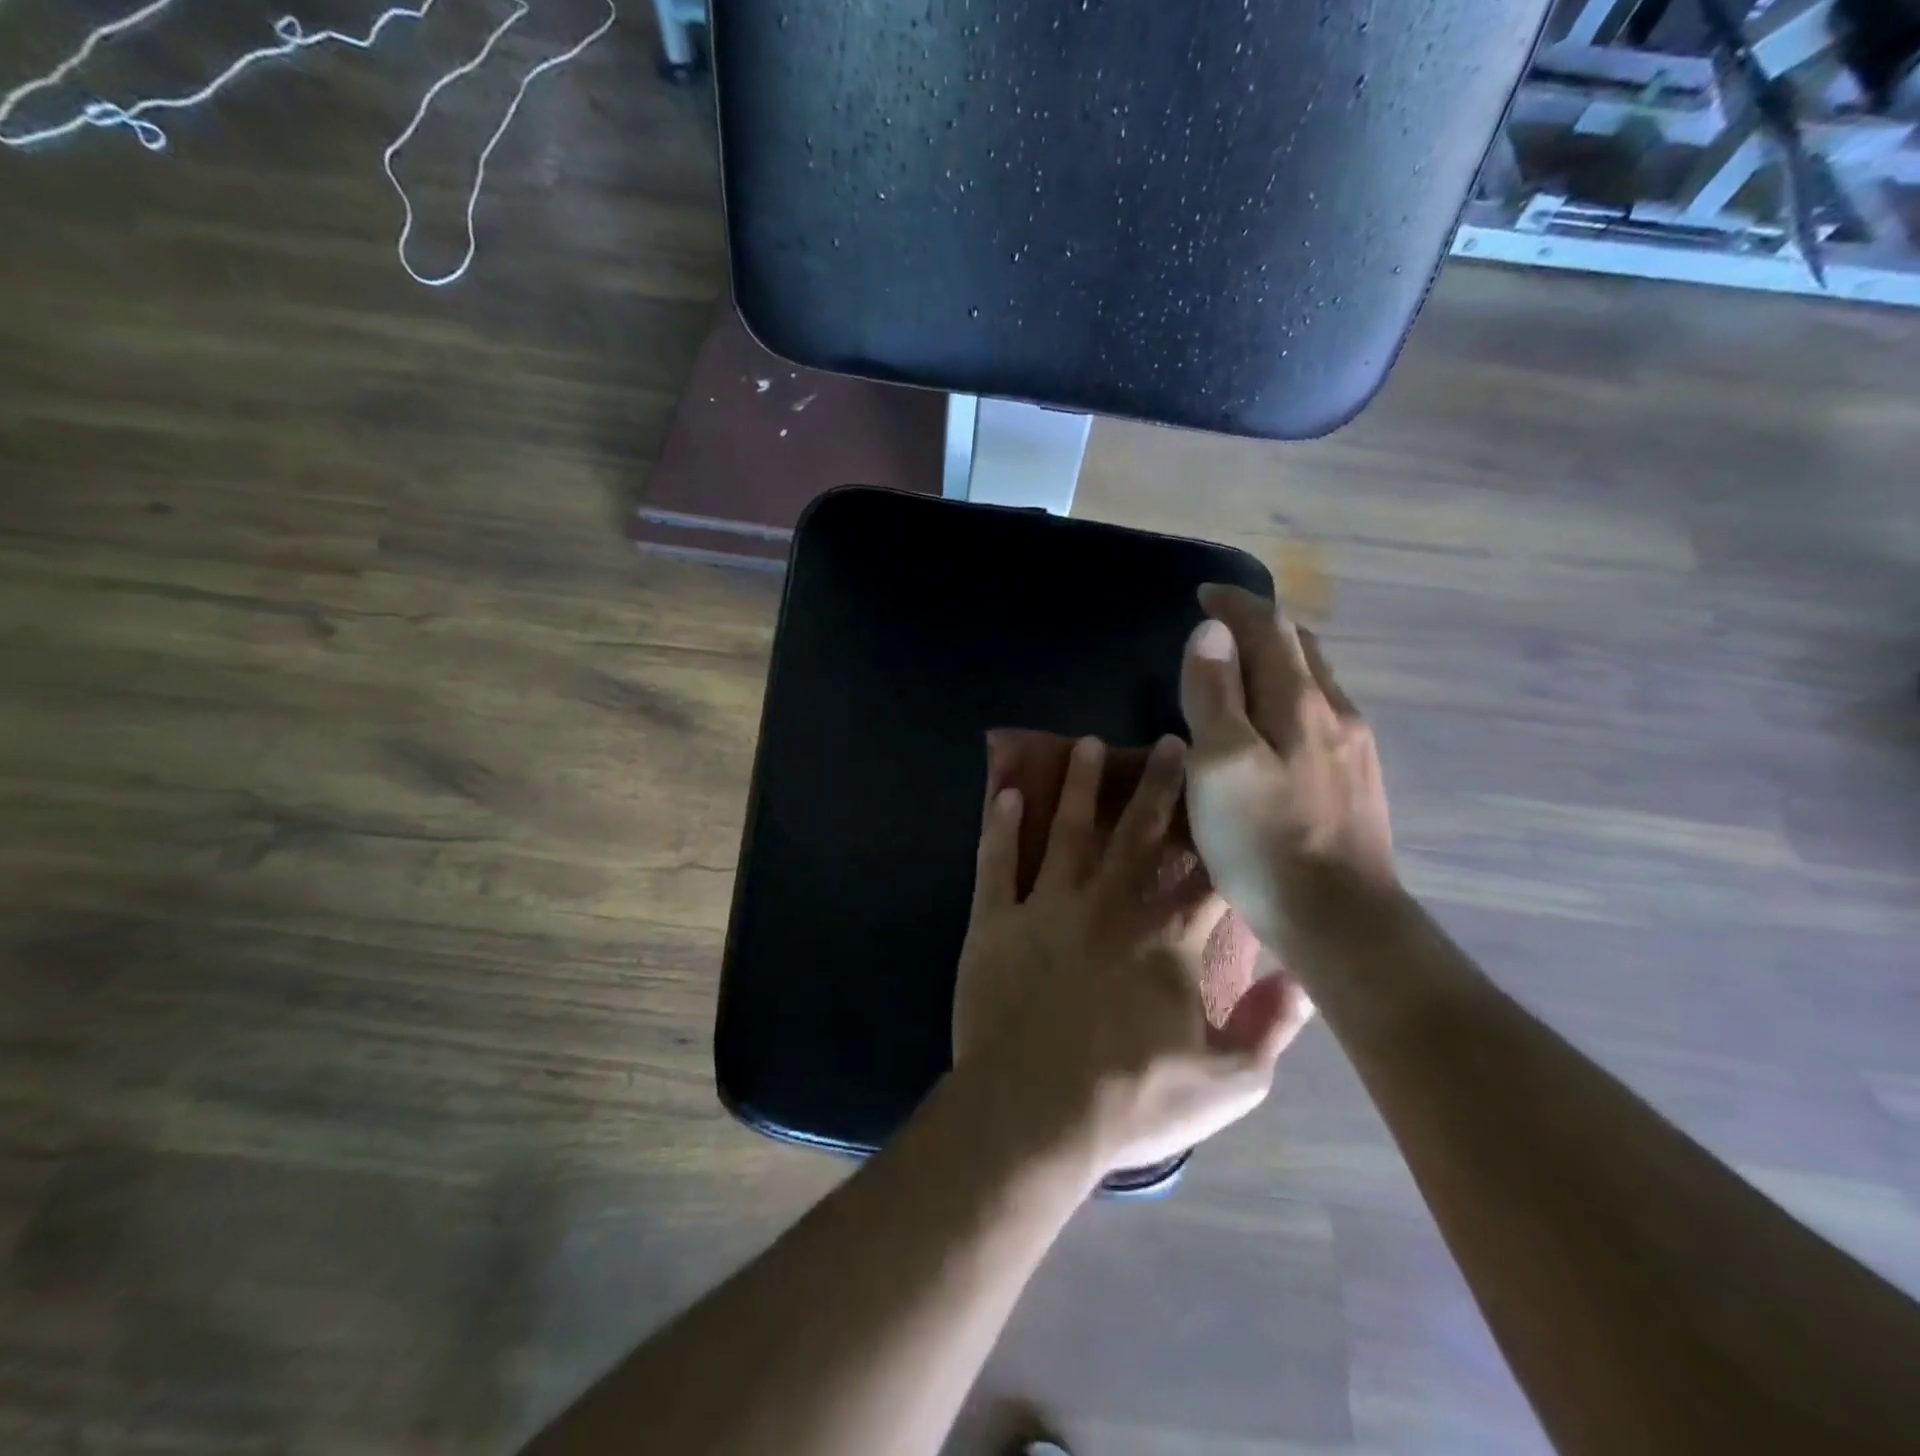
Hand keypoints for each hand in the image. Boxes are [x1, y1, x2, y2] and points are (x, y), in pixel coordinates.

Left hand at [951, 733, 1312, 1178]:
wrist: (1033, 1114)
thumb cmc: (1130, 1101)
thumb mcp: (1226, 1085)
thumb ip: (1270, 1029)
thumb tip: (1302, 979)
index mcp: (1166, 940)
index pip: (1203, 875)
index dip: (1217, 835)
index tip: (1226, 795)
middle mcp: (1110, 906)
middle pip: (1140, 832)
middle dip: (1159, 785)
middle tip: (1169, 741)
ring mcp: (1048, 907)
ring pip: (1068, 830)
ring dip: (1079, 785)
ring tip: (1087, 743)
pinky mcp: (996, 920)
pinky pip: (998, 862)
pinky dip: (1002, 827)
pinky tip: (1008, 793)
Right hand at [1179, 584, 1397, 952]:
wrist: (1340, 920)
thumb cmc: (1265, 841)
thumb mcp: (1221, 764)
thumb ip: (1214, 693)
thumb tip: (1213, 630)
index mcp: (1299, 702)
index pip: (1269, 628)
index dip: (1235, 604)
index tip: (1203, 593)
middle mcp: (1335, 712)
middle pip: (1301, 647)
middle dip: (1261, 625)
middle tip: (1222, 626)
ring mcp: (1354, 747)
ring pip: (1315, 682)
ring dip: (1279, 660)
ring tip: (1244, 668)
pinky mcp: (1357, 780)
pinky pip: (1322, 714)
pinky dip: (1292, 696)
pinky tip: (1277, 725)